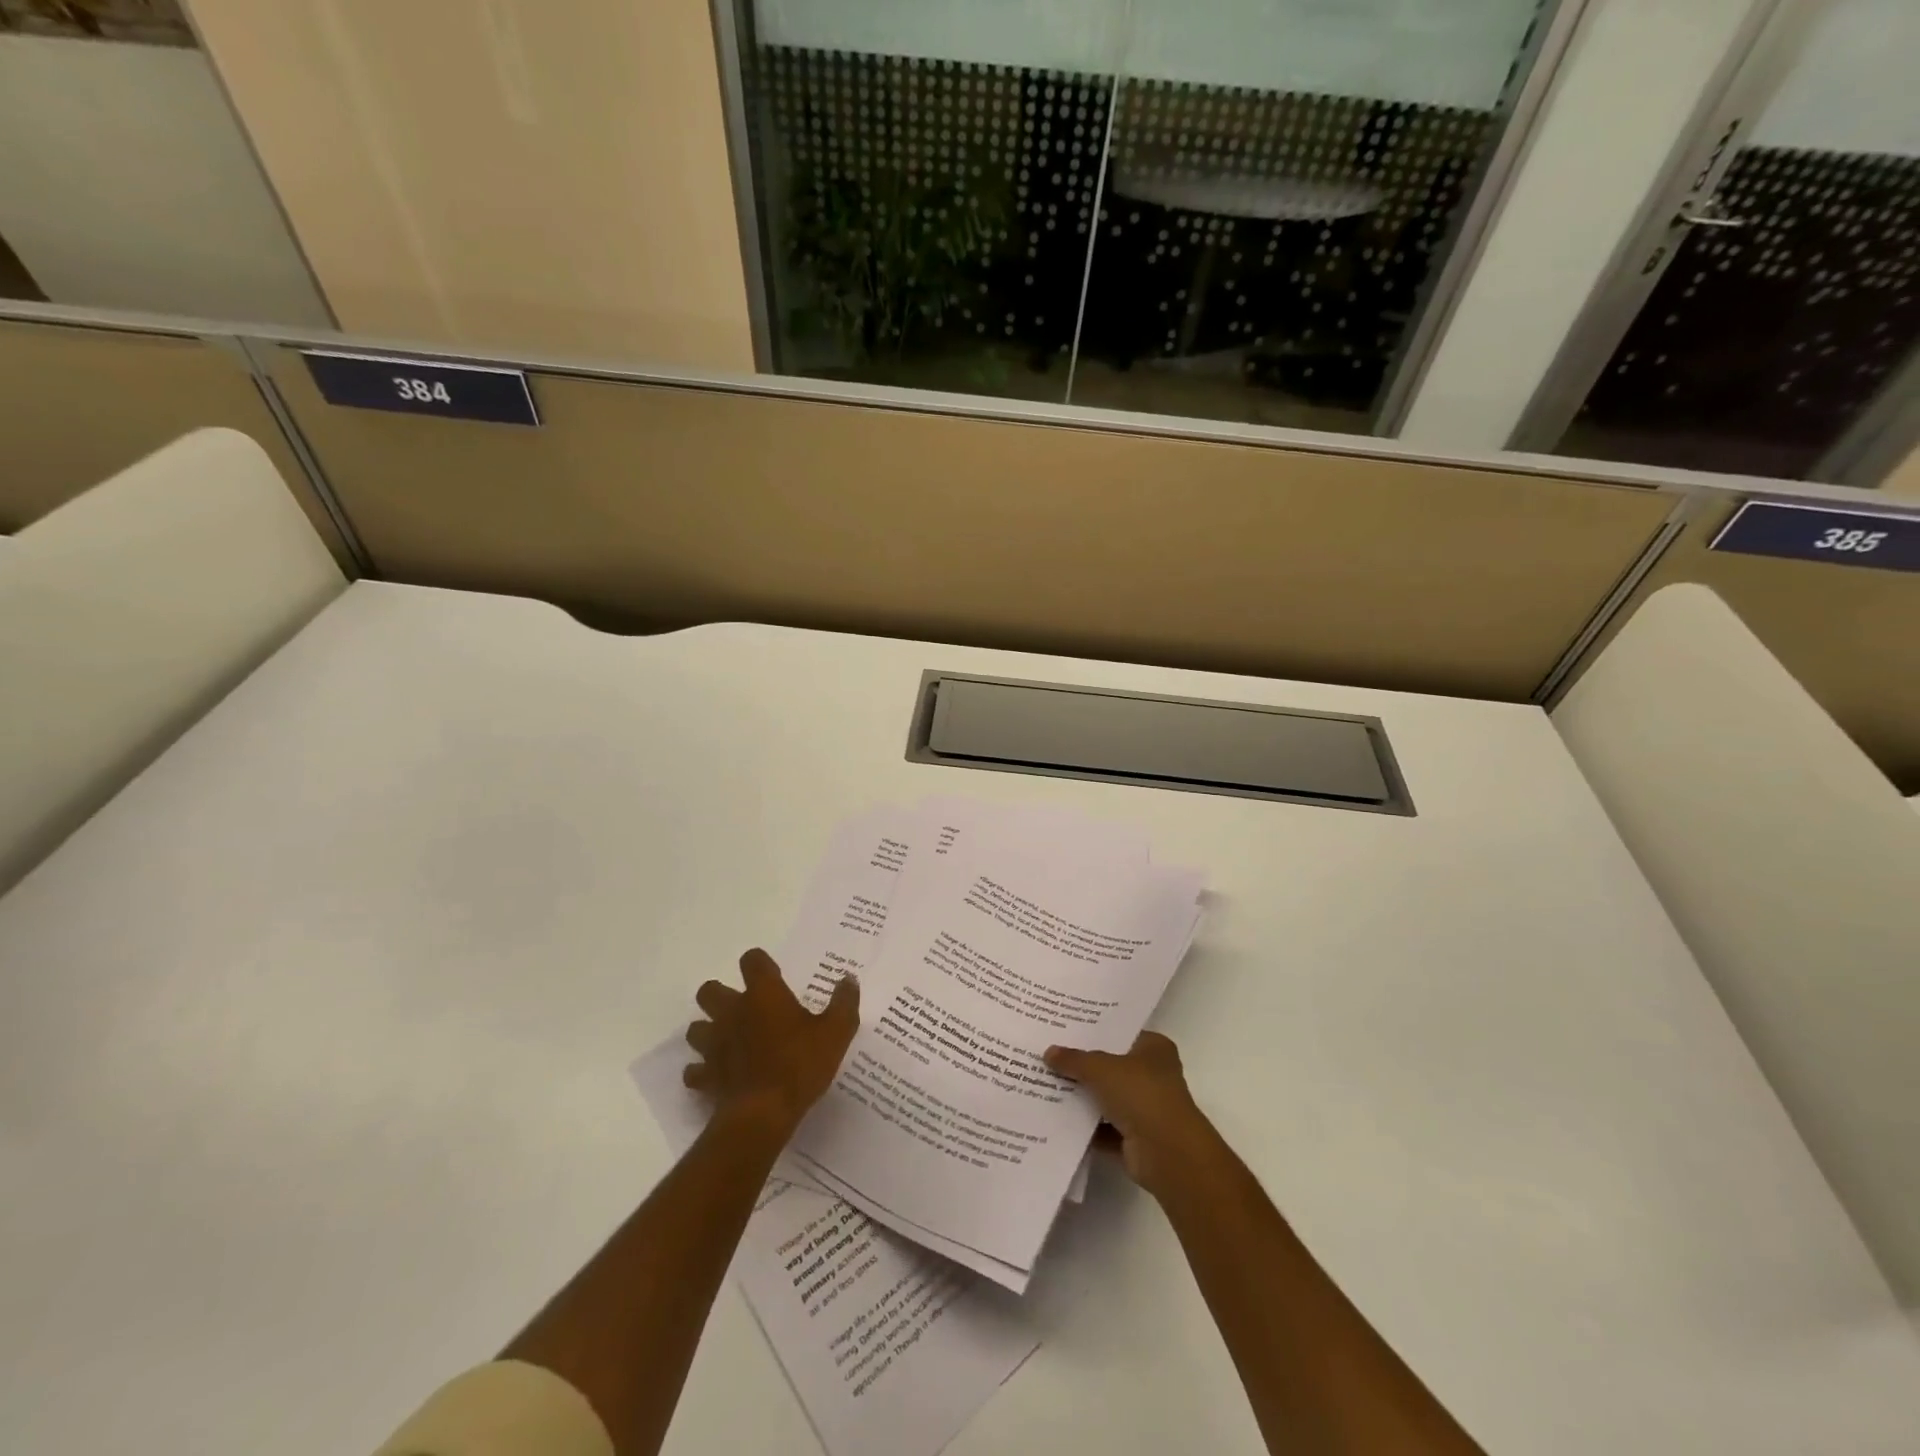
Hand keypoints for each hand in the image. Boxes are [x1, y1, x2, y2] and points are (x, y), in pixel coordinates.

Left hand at [685, 949, 859, 1137]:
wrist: (763, 1114)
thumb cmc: (800, 1065)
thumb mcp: (837, 1032)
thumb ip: (844, 1002)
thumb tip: (848, 979)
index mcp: (763, 995)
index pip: (752, 961)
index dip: (760, 964)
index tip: (773, 976)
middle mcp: (732, 1012)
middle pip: (709, 991)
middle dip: (721, 996)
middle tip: (744, 1009)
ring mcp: (714, 1045)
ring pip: (696, 1029)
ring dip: (708, 1031)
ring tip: (729, 1041)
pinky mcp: (706, 1077)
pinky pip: (694, 1071)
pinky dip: (703, 1072)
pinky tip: (719, 1076)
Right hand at [1045, 1032, 1219, 1197]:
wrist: (1167, 1153)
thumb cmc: (1141, 1094)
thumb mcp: (1101, 1068)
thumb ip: (1074, 1059)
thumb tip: (1049, 1052)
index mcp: (1154, 1048)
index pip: (1120, 1033)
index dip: (1094, 1030)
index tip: (1064, 1028)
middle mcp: (1153, 1075)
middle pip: (1111, 1065)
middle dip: (1083, 1065)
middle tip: (1049, 1054)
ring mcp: (1146, 1108)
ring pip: (1106, 1098)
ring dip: (1082, 1097)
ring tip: (1045, 1083)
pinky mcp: (1136, 1138)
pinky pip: (1103, 1128)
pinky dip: (1085, 1126)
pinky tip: (1056, 1118)